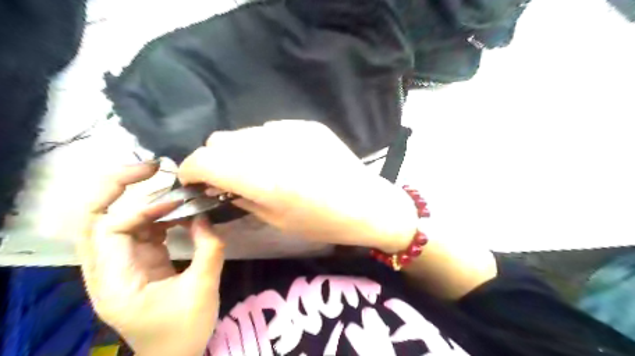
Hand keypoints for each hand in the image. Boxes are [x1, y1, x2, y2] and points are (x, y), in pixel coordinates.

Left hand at [75, 161, 222, 355]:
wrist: (175, 355)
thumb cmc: (185, 330)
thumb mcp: (203, 289)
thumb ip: (208, 248)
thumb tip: (204, 216)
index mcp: (115, 283)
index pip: (109, 231)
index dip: (141, 209)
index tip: (176, 202)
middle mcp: (107, 270)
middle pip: (92, 218)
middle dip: (115, 187)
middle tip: (149, 168)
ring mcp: (121, 265)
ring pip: (114, 221)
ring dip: (139, 200)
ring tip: (170, 188)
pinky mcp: (137, 262)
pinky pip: (139, 230)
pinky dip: (156, 216)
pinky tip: (179, 212)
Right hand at [178, 121, 419, 254]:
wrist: (365, 204)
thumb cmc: (321, 222)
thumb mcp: (275, 219)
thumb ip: (239, 197)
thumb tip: (218, 185)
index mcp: (262, 178)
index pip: (204, 160)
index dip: (189, 169)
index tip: (193, 180)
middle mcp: (272, 148)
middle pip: (219, 141)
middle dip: (214, 160)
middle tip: (226, 178)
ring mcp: (291, 130)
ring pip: (244, 133)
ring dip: (240, 151)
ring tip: (259, 169)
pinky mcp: (306, 124)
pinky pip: (271, 129)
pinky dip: (265, 144)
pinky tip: (284, 159)